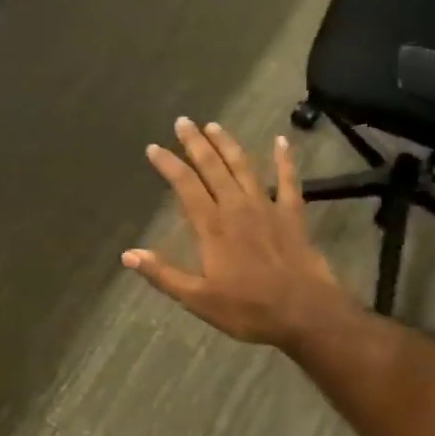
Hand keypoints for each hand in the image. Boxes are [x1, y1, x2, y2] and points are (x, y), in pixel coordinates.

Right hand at [123, 119, 355, 351]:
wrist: (306, 314)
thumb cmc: (248, 309)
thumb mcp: (198, 298)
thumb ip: (163, 274)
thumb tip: (128, 255)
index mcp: (212, 226)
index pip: (185, 186)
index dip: (168, 164)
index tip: (154, 147)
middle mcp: (237, 208)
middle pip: (213, 167)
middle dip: (195, 143)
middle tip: (183, 121)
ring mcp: (267, 208)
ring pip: (244, 167)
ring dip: (228, 144)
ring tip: (214, 125)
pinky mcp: (293, 215)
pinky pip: (288, 181)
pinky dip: (285, 160)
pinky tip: (282, 141)